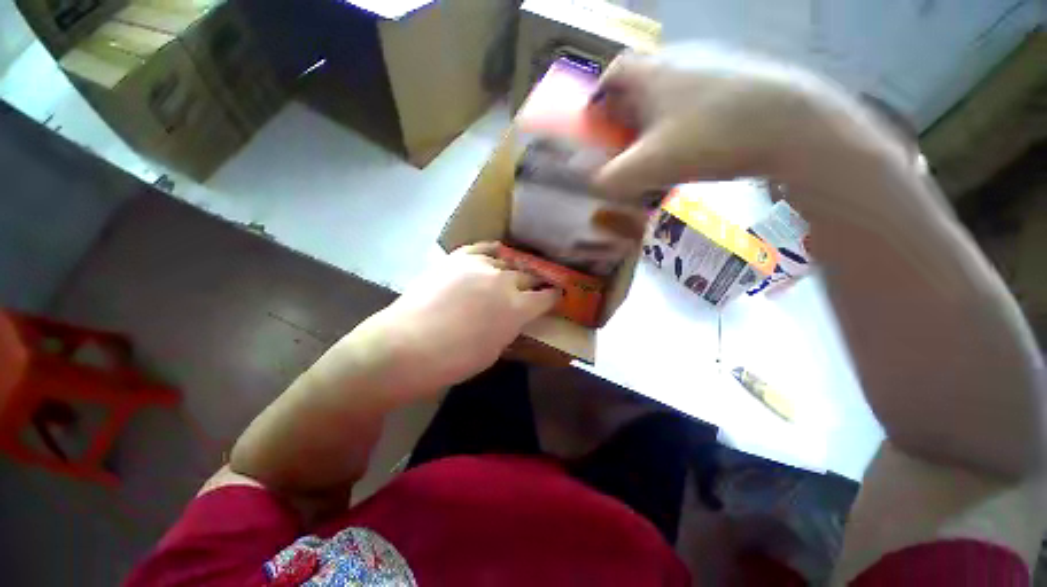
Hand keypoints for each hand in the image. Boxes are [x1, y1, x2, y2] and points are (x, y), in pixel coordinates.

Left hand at [359, 242, 559, 397]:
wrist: (406, 346)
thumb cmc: (454, 360)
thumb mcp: (494, 350)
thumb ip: (509, 327)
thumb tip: (513, 317)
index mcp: (517, 308)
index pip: (546, 297)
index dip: (553, 297)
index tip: (556, 296)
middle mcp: (504, 281)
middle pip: (528, 276)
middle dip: (535, 282)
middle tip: (536, 286)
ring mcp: (480, 266)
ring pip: (507, 261)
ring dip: (513, 269)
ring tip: (513, 273)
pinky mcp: (458, 258)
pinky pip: (482, 248)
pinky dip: (493, 251)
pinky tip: (497, 252)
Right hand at [591, 45, 904, 199]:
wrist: (793, 124)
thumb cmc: (710, 137)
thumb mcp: (649, 166)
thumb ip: (610, 179)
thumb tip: (592, 184)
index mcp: (651, 72)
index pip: (611, 75)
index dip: (598, 101)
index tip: (597, 128)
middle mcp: (678, 57)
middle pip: (638, 83)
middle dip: (624, 114)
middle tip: (625, 146)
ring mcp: (711, 63)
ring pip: (667, 89)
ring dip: (654, 118)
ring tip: (657, 150)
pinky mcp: (736, 77)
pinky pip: (695, 94)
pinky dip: (682, 117)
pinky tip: (693, 142)